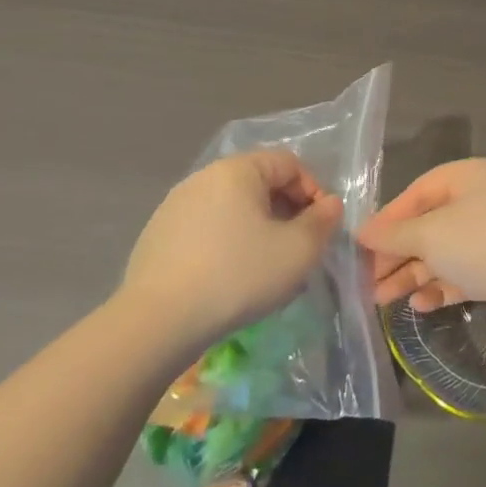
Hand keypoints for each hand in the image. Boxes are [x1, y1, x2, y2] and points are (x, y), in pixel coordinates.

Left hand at [119, 150, 342, 357]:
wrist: (157, 323)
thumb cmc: (239, 275)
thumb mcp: (299, 249)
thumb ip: (324, 220)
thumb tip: (329, 205)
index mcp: (237, 170)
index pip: (289, 163)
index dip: (313, 191)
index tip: (319, 228)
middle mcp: (202, 178)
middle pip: (260, 184)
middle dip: (286, 212)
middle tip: (298, 249)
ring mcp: (174, 207)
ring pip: (233, 209)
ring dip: (258, 230)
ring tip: (267, 267)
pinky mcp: (156, 237)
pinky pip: (207, 230)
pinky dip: (228, 245)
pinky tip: (231, 279)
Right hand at [359, 159, 485, 340]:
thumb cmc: (483, 243)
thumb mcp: (430, 233)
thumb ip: (394, 234)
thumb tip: (362, 233)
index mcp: (472, 176)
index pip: (420, 191)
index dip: (389, 218)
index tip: (360, 246)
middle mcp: (485, 201)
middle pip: (430, 224)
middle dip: (398, 253)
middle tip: (367, 280)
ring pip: (444, 253)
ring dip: (412, 274)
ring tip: (381, 300)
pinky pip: (462, 275)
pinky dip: (440, 287)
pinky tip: (420, 305)